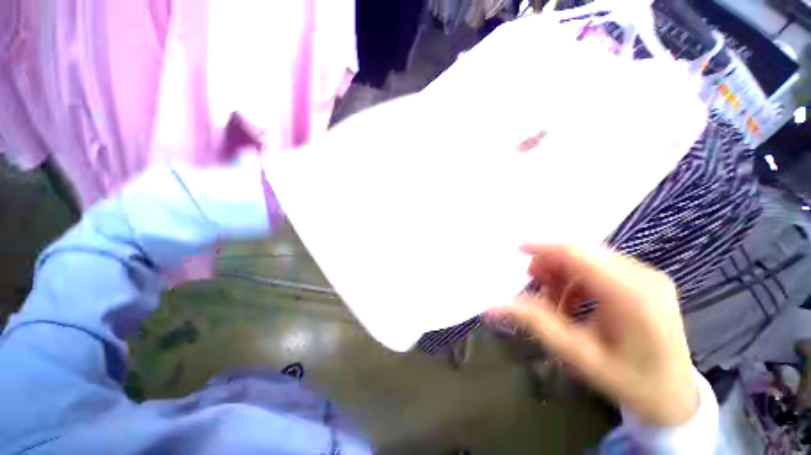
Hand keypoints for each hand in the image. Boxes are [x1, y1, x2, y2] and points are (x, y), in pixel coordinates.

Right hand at [493, 245, 698, 426]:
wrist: (671, 393)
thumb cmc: (628, 383)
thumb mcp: (583, 359)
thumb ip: (542, 327)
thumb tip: (497, 306)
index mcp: (631, 295)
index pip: (582, 255)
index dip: (547, 248)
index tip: (516, 251)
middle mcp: (646, 275)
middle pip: (593, 254)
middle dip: (559, 265)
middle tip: (533, 286)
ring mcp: (654, 276)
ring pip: (605, 261)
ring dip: (576, 275)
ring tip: (558, 304)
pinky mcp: (657, 282)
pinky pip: (618, 271)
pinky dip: (594, 282)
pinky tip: (584, 305)